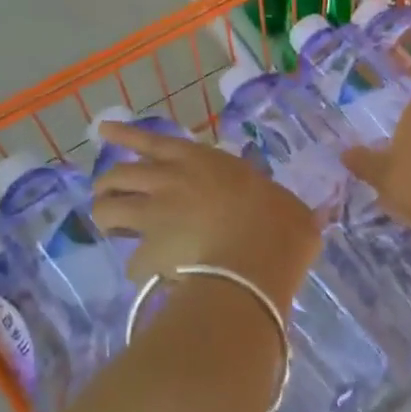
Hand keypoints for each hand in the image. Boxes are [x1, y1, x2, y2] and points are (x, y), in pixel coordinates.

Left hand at [89, 123, 320, 309]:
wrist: (256, 261)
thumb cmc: (280, 225)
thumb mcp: (288, 206)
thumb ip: (280, 207)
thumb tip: (307, 219)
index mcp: (202, 160)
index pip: (152, 141)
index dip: (125, 136)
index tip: (103, 132)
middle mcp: (170, 180)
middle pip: (118, 173)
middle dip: (108, 184)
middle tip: (109, 195)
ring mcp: (154, 215)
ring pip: (108, 209)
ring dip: (107, 217)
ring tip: (111, 227)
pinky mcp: (146, 252)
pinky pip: (132, 262)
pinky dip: (139, 269)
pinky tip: (151, 278)